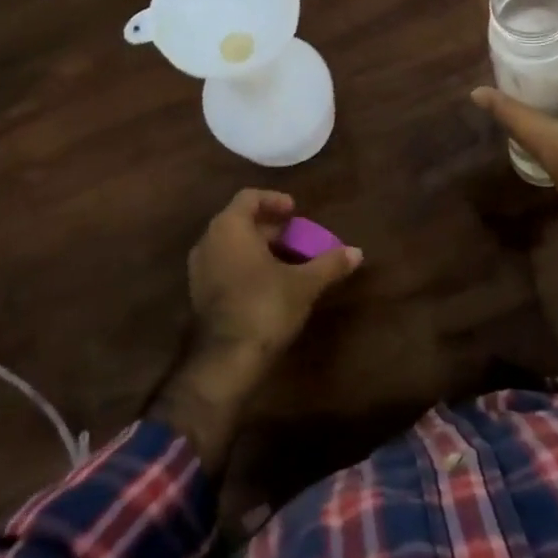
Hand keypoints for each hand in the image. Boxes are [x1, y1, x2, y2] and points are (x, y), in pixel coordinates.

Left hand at [150, 190, 361, 474]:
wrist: (227, 360)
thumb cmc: (265, 306)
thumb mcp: (304, 283)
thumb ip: (329, 263)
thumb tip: (357, 252)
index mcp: (230, 227)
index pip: (249, 197)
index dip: (274, 200)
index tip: (295, 211)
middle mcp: (209, 241)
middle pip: (240, 221)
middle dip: (270, 226)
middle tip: (298, 236)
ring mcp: (200, 269)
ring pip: (232, 245)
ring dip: (259, 247)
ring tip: (288, 259)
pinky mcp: (200, 293)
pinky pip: (225, 265)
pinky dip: (246, 265)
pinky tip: (270, 282)